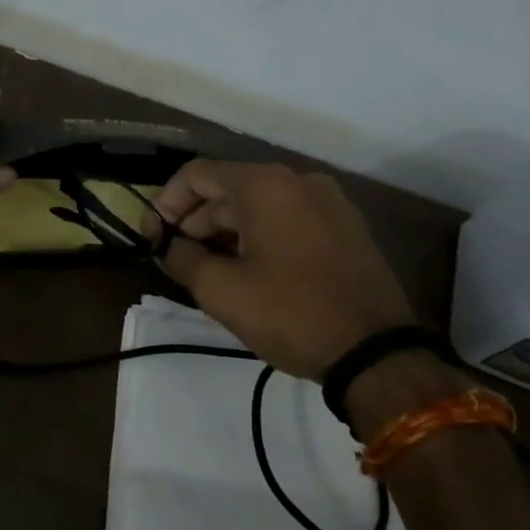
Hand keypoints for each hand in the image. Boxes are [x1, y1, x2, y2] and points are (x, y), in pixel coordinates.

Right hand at [145, 160, 414, 378]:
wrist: (377, 354)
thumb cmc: (290, 313)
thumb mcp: (220, 290)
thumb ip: (181, 257)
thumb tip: (168, 246)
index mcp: (265, 185)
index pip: (197, 175)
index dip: (165, 203)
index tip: (152, 237)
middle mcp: (298, 180)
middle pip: (228, 189)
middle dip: (196, 222)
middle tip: (175, 258)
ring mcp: (328, 202)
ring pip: (259, 206)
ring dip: (226, 232)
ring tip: (208, 269)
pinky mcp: (346, 228)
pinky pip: (288, 219)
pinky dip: (259, 236)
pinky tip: (248, 270)